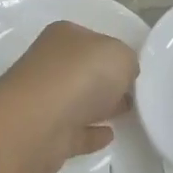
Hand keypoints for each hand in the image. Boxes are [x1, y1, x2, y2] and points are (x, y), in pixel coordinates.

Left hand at [0, 21, 139, 171]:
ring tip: (128, 111)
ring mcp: (45, 101)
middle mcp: (50, 64)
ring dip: (99, 106)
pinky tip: (110, 135)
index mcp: (64, 36)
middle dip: (107, 80)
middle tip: (135, 91)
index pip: (94, 40)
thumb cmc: (81, 76)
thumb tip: (125, 74)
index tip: (134, 68)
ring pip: (79, 102)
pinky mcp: (46, 135)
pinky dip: (90, 134)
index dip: (114, 52)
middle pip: (84, 71)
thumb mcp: (121, 55)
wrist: (37, 124)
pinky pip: (75, 132)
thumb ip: (128, 61)